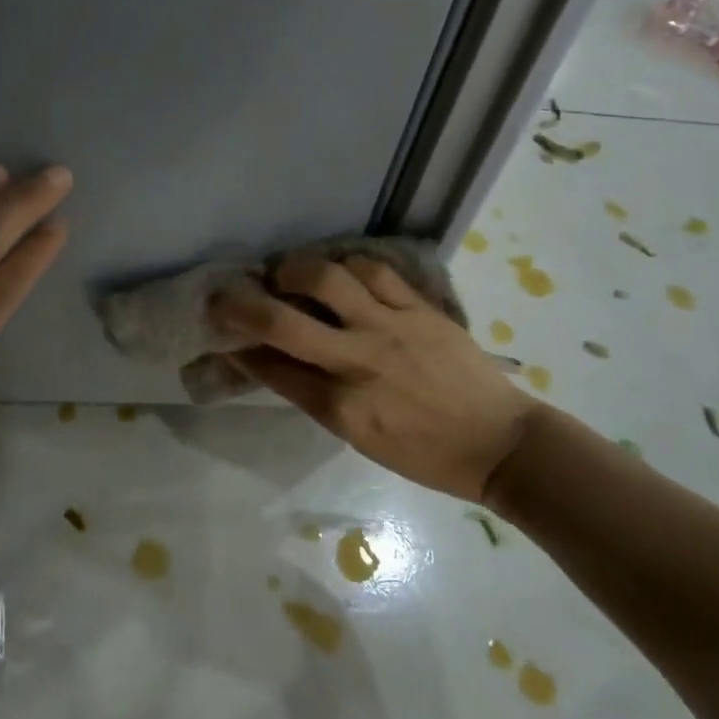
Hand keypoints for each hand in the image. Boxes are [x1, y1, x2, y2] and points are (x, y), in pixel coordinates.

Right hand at [211, 254, 534, 503]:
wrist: (500, 443)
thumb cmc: (427, 454)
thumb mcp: (361, 438)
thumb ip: (316, 397)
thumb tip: (275, 362)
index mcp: (342, 408)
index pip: (272, 368)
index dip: (237, 345)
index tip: (218, 329)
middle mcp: (359, 362)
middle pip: (283, 322)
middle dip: (241, 304)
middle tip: (225, 293)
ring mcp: (391, 328)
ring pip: (326, 278)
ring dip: (292, 269)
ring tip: (284, 271)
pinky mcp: (420, 308)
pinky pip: (373, 270)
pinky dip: (345, 264)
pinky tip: (336, 269)